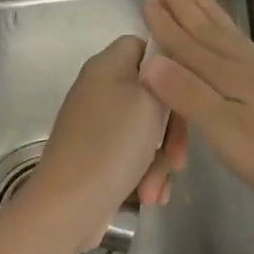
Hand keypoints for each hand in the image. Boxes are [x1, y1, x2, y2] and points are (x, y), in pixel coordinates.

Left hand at [32, 34, 187, 249]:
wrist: (67, 206)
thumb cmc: (113, 144)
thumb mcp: (151, 99)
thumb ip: (166, 73)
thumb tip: (167, 65)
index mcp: (107, 64)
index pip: (147, 46)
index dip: (171, 67)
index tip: (186, 95)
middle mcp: (99, 88)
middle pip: (151, 93)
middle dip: (171, 129)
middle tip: (179, 157)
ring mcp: (95, 123)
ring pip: (145, 130)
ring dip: (159, 160)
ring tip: (156, 189)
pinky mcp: (94, 154)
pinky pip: (130, 154)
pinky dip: (142, 174)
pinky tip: (149, 196)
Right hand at [141, 0, 253, 209]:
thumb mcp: (224, 130)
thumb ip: (188, 94)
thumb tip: (150, 60)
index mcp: (226, 75)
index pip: (186, 44)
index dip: (165, 23)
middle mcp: (246, 65)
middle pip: (208, 30)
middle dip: (185, 5)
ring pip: (234, 35)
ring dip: (213, 13)